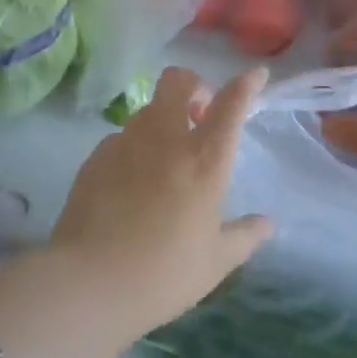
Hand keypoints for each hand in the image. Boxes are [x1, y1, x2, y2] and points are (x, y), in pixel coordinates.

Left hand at [46, 66, 272, 343]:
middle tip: (198, 117)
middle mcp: (164, 140)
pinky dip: (135, 146)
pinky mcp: (96, 156)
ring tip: (166, 157)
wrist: (88, 282)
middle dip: (193, 86)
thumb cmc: (163, 275)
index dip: (245, 84)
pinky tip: (132, 181)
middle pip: (177, 82)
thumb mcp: (214, 262)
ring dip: (163, 118)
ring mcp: (125, 143)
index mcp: (203, 162)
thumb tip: (267, 224)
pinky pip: (122, 136)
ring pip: (148, 108)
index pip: (229, 106)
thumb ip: (244, 236)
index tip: (255, 75)